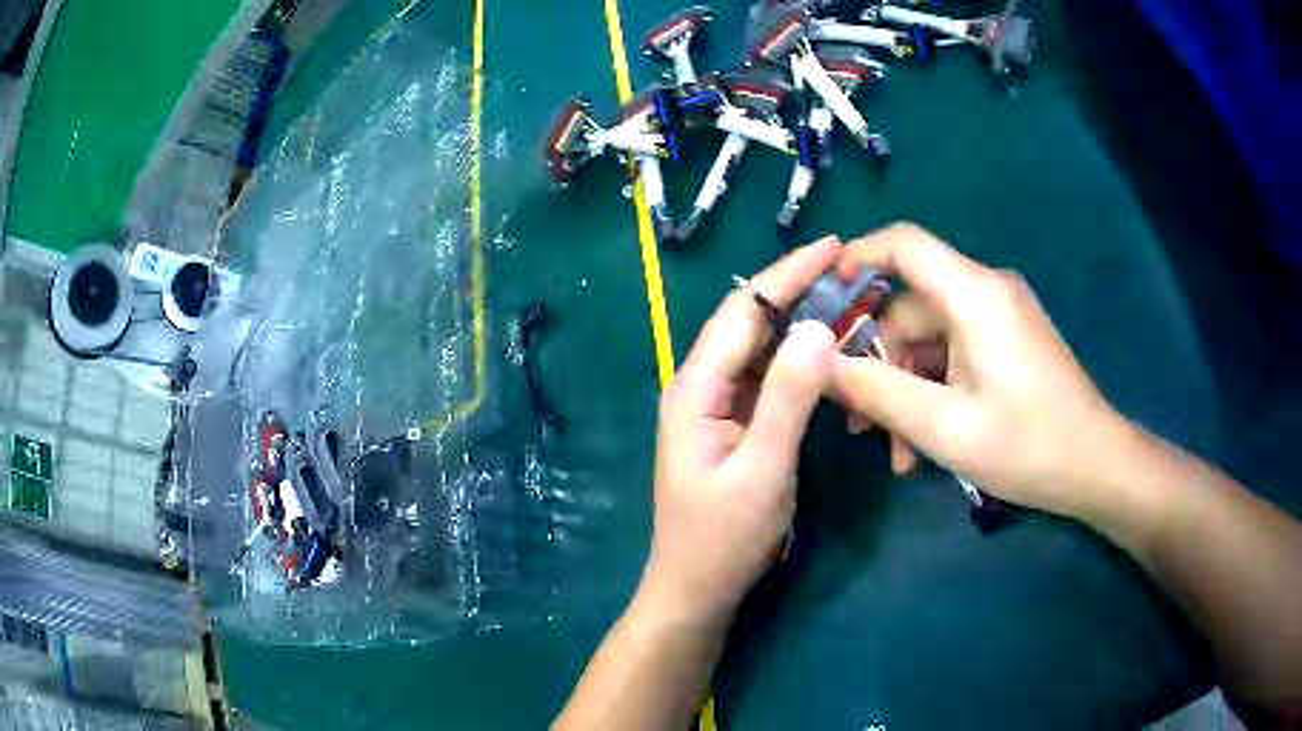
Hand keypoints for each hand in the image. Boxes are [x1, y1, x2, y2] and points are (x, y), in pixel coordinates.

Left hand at [640, 238, 839, 626]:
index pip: (744, 311)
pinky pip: (768, 378)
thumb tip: (819, 328)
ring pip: (761, 347)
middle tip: (849, 266)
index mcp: (696, 388)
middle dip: (797, 289)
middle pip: (750, 322)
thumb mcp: (762, 470)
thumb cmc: (723, 539)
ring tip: (848, 297)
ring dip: (800, 320)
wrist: (696, 590)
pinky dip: (798, 358)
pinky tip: (828, 349)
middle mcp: (701, 386)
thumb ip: (788, 398)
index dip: (788, 274)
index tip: (833, 246)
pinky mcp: (734, 425)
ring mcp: (717, 406)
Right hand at [829, 223, 1129, 519]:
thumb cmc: (1026, 444)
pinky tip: (924, 445)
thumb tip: (818, 364)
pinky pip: (954, 356)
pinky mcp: (1007, 344)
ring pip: (930, 341)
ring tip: (897, 452)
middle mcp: (986, 293)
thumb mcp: (942, 425)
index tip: (820, 295)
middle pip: (911, 307)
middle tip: (858, 421)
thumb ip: (875, 391)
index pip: (904, 244)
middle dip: (879, 363)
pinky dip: (934, 392)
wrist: (1095, 466)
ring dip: (906, 390)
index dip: (858, 257)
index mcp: (974, 295)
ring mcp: (999, 320)